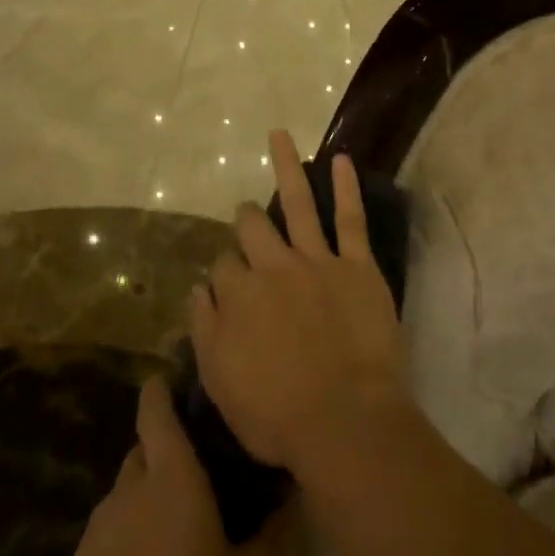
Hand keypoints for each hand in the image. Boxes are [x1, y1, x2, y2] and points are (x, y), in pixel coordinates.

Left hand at [54, 377, 301, 555]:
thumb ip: (282, 530)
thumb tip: (297, 488)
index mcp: (170, 481)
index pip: (156, 410)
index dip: (163, 391)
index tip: (179, 385)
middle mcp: (125, 496)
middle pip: (141, 454)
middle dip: (164, 454)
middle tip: (200, 479)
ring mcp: (91, 542)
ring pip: (121, 501)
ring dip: (144, 505)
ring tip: (176, 537)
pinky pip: (102, 547)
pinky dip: (123, 549)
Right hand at [191, 131, 411, 476]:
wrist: (345, 421)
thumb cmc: (278, 415)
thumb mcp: (221, 384)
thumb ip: (205, 330)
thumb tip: (198, 288)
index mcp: (239, 296)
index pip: (223, 266)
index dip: (225, 272)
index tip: (230, 283)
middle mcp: (273, 267)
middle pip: (252, 229)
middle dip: (245, 219)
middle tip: (246, 216)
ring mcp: (317, 262)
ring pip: (297, 203)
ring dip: (286, 166)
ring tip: (279, 134)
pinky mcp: (356, 266)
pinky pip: (350, 218)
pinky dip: (346, 187)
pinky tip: (341, 159)